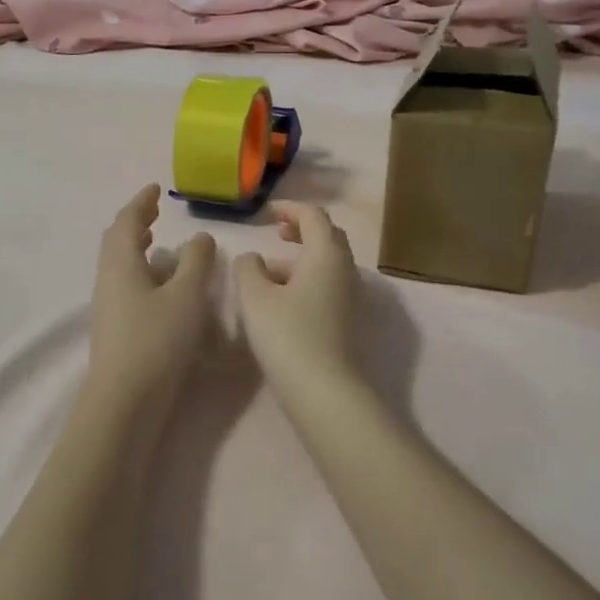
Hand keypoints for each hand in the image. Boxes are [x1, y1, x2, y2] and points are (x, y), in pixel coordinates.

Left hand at [89, 184, 217, 403]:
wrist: (126, 400)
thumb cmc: (157, 339)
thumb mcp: (187, 296)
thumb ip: (196, 262)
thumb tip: (200, 237)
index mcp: (121, 263)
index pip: (127, 221)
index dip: (141, 202)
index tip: (155, 189)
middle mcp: (108, 279)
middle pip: (117, 241)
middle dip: (135, 222)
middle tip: (154, 212)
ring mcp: (108, 306)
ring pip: (121, 265)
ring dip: (138, 248)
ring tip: (159, 244)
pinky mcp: (115, 328)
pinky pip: (126, 285)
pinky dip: (142, 272)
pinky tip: (161, 287)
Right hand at [233, 204, 361, 397]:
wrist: (324, 390)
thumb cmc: (287, 335)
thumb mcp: (255, 297)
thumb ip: (248, 269)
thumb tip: (251, 258)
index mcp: (326, 254)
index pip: (313, 216)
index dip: (290, 208)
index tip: (267, 212)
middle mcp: (345, 270)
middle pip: (327, 237)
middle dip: (301, 230)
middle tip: (276, 233)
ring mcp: (350, 297)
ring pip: (327, 264)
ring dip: (301, 259)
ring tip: (268, 271)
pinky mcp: (347, 321)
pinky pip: (328, 286)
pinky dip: (307, 280)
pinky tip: (282, 300)